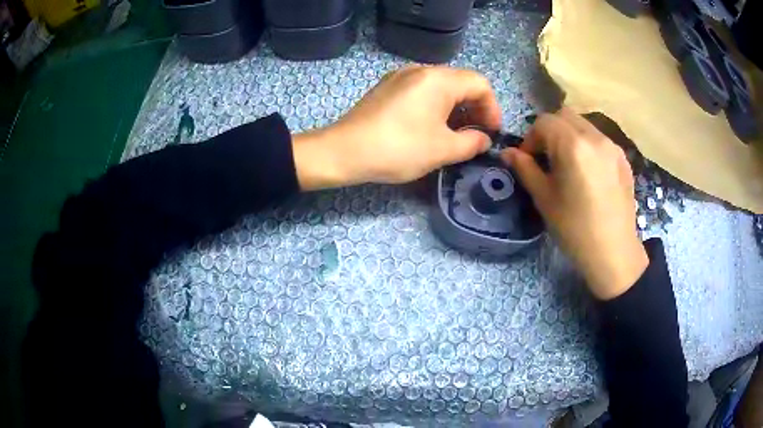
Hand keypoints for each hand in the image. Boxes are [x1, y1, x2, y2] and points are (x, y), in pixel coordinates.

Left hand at [292, 66, 501, 189]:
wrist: (343, 151)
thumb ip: (472, 143)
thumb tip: (483, 139)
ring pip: (440, 87)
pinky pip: (421, 92)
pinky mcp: (387, 88)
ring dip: (455, 109)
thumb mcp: (442, 150)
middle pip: (460, 83)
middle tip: (476, 136)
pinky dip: (435, 107)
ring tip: (455, 136)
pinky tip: (430, 128)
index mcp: (438, 79)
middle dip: (475, 109)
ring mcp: (400, 77)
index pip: (480, 84)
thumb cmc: (398, 148)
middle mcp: (420, 70)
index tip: (492, 133)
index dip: (493, 108)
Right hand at [502, 108, 647, 299]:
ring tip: (569, 165)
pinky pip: (599, 139)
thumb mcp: (544, 199)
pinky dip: (587, 145)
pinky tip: (589, 172)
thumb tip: (507, 152)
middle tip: (547, 159)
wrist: (613, 252)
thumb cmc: (575, 229)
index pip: (544, 122)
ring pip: (583, 125)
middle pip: (564, 116)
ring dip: (569, 136)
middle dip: (550, 131)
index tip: (529, 161)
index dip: (531, 138)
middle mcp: (595, 136)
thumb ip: (525, 169)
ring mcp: (612, 146)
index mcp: (573, 145)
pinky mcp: (623, 158)